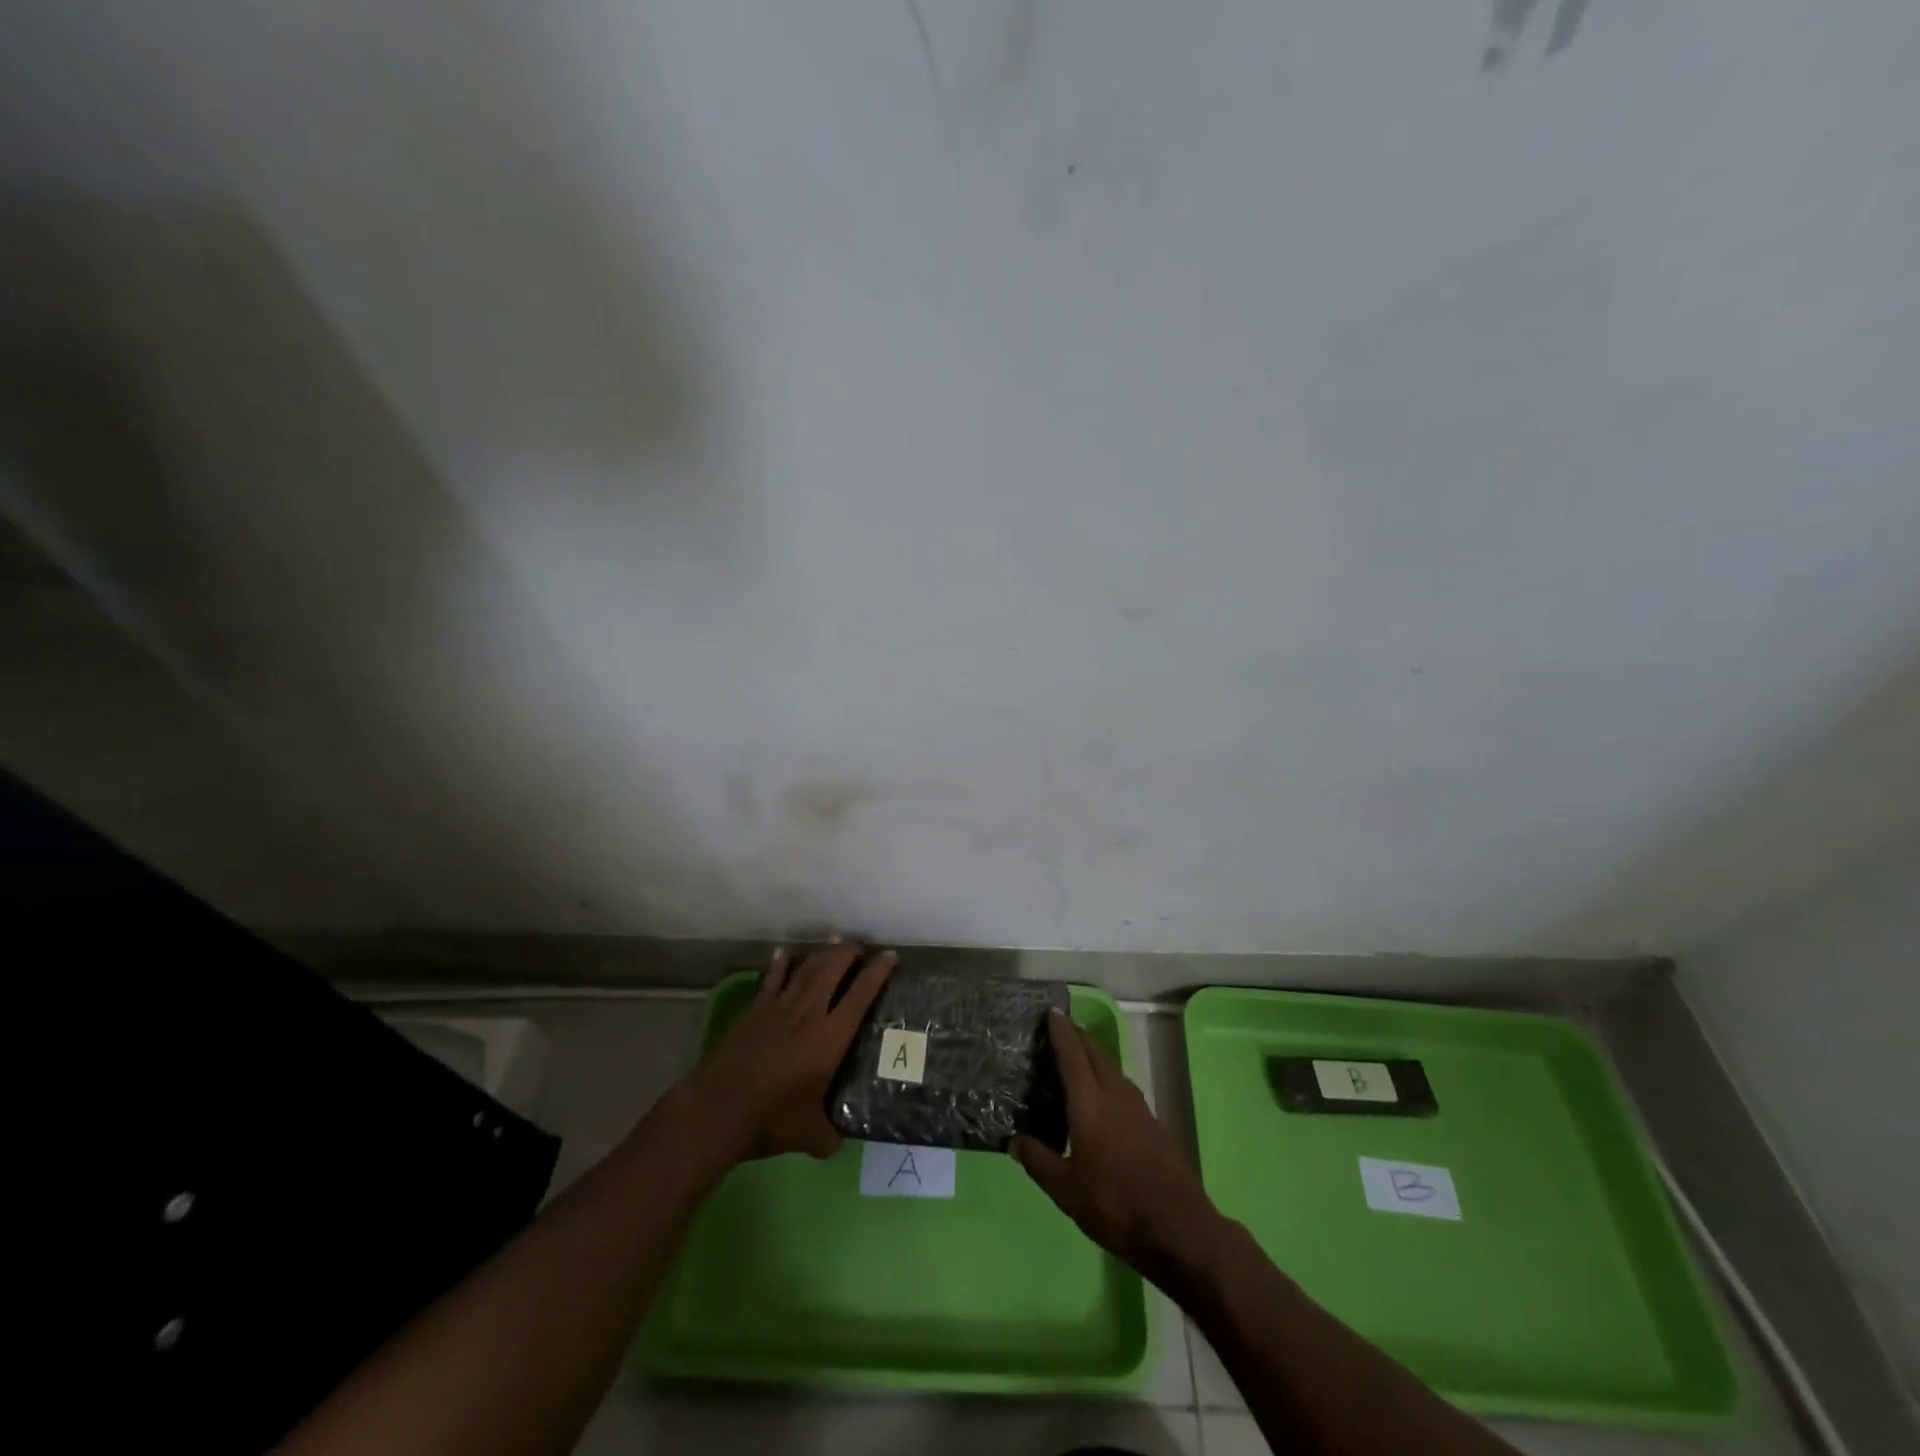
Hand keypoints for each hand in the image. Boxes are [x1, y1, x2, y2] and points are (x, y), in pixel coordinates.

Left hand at [679, 940, 896, 1162]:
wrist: (719, 1109)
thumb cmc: (772, 1119)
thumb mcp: (810, 1137)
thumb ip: (829, 1136)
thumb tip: (838, 1142)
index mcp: (831, 1037)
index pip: (862, 994)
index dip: (878, 972)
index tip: (890, 957)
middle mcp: (810, 1012)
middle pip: (834, 968)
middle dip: (850, 952)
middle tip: (860, 946)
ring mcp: (780, 1007)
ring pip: (807, 969)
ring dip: (822, 953)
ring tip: (834, 942)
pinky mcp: (755, 1010)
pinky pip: (772, 979)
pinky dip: (780, 964)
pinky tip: (783, 953)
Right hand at [1012, 1009, 1224, 1283]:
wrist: (1177, 1227)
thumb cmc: (1114, 1204)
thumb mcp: (1066, 1190)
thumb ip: (1039, 1161)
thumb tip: (1014, 1141)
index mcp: (1090, 1103)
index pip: (1073, 1056)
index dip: (1062, 1032)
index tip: (1053, 1011)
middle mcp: (1116, 1096)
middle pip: (1097, 1054)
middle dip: (1080, 1037)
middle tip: (1064, 1027)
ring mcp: (1140, 1110)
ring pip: (1114, 1071)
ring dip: (1097, 1058)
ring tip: (1082, 1060)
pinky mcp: (1155, 1126)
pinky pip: (1126, 1091)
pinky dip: (1110, 1082)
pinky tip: (1106, 1101)